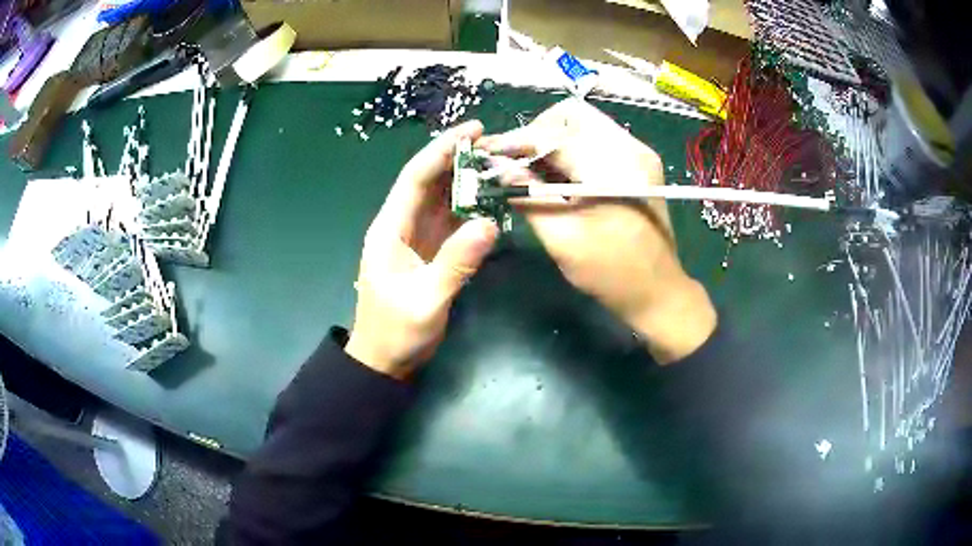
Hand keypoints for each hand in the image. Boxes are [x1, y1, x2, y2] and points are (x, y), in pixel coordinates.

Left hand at [345, 121, 498, 378]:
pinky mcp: (429, 251)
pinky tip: (492, 199)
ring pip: (441, 198)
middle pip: (429, 182)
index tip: (473, 131)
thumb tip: (489, 224)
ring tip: (499, 163)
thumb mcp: (426, 301)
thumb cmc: (396, 332)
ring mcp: (415, 238)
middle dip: (459, 158)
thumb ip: (455, 263)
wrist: (385, 360)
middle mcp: (401, 225)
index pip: (415, 178)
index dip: (442, 150)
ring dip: (467, 179)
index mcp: (390, 229)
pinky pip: (450, 220)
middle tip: (496, 143)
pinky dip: (470, 206)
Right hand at [478, 99, 715, 363]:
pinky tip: (555, 176)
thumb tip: (498, 170)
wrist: (659, 292)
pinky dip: (570, 151)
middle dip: (536, 133)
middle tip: (513, 161)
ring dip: (552, 142)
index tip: (486, 152)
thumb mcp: (563, 238)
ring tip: (528, 169)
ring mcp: (637, 153)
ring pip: (583, 125)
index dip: (516, 140)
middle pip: (571, 115)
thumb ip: (529, 196)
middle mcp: (630, 147)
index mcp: (614, 165)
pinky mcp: (637, 164)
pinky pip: (595, 141)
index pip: (555, 133)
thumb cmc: (611, 272)